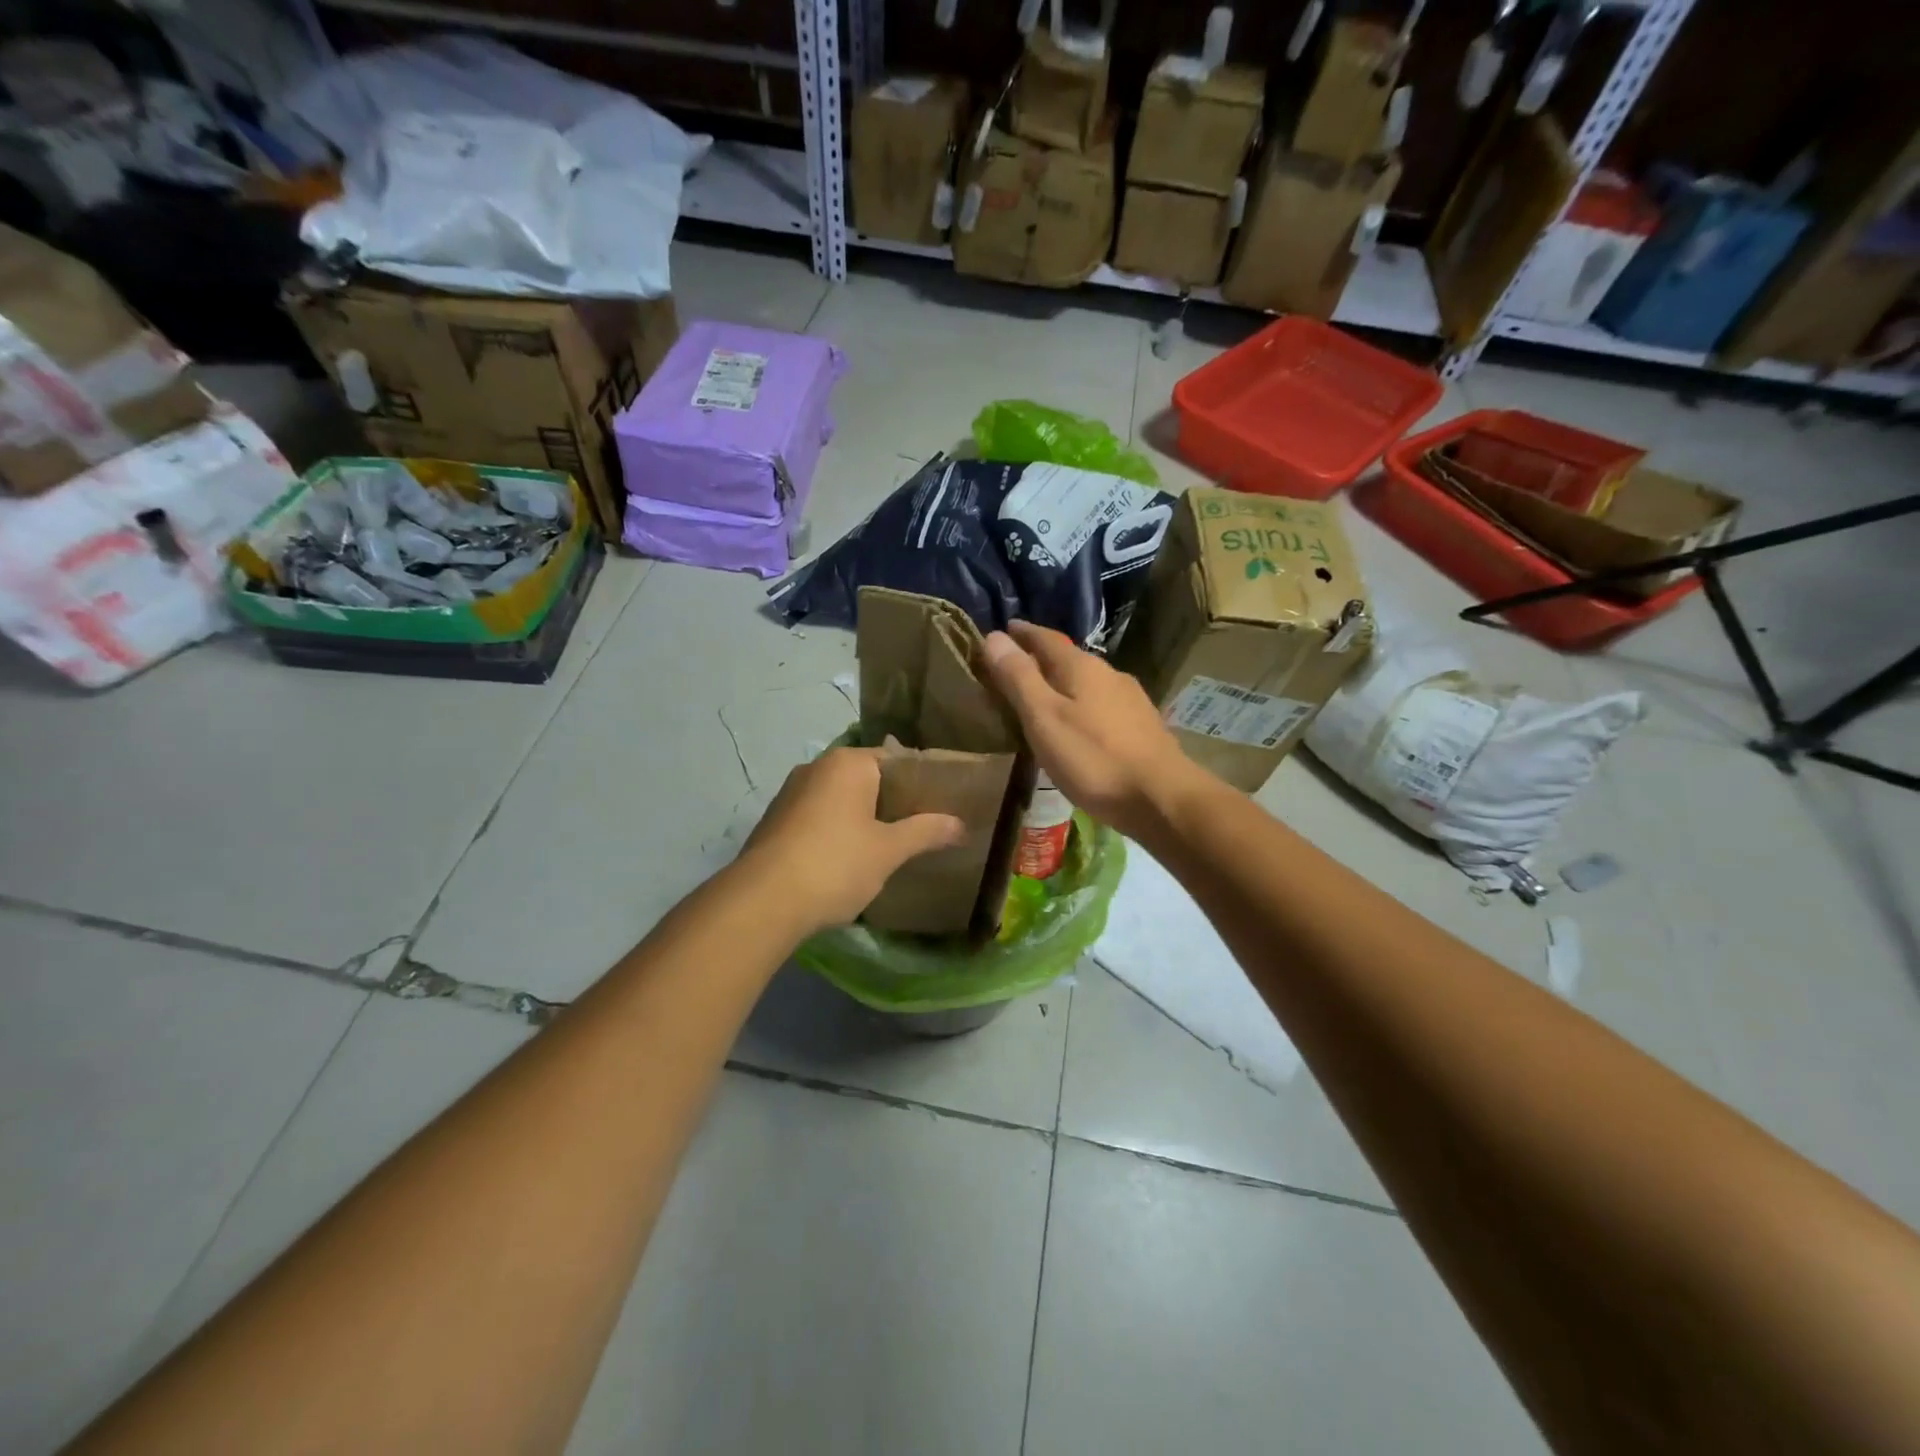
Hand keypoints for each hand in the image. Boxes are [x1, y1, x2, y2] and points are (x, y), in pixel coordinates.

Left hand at [738, 747, 965, 933]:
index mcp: (847, 763)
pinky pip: (817, 818)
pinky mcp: (774, 821)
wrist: (763, 902)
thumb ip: (926, 832)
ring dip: (861, 819)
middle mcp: (816, 768)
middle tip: (919, 829)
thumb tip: (961, 824)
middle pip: (867, 779)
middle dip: (891, 803)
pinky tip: (847, 860)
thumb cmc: (835, 864)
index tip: (939, 806)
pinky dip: (836, 831)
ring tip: (887, 847)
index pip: (895, 759)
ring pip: (840, 800)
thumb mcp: (889, 850)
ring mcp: (790, 794)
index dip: (920, 783)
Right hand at [983, 621, 1196, 839]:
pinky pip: (1100, 704)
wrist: (1161, 798)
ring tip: (1041, 697)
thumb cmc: (1093, 758)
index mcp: (1082, 667)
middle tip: (1013, 667)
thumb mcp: (1044, 718)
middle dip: (1040, 659)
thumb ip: (1018, 678)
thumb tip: (993, 636)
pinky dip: (1080, 705)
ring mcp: (1129, 700)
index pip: (1045, 638)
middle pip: (1068, 658)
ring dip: (1062, 683)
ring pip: (1087, 682)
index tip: (1002, 630)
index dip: (1022, 633)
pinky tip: (1077, 724)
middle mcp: (1109, 674)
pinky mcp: (1141, 726)